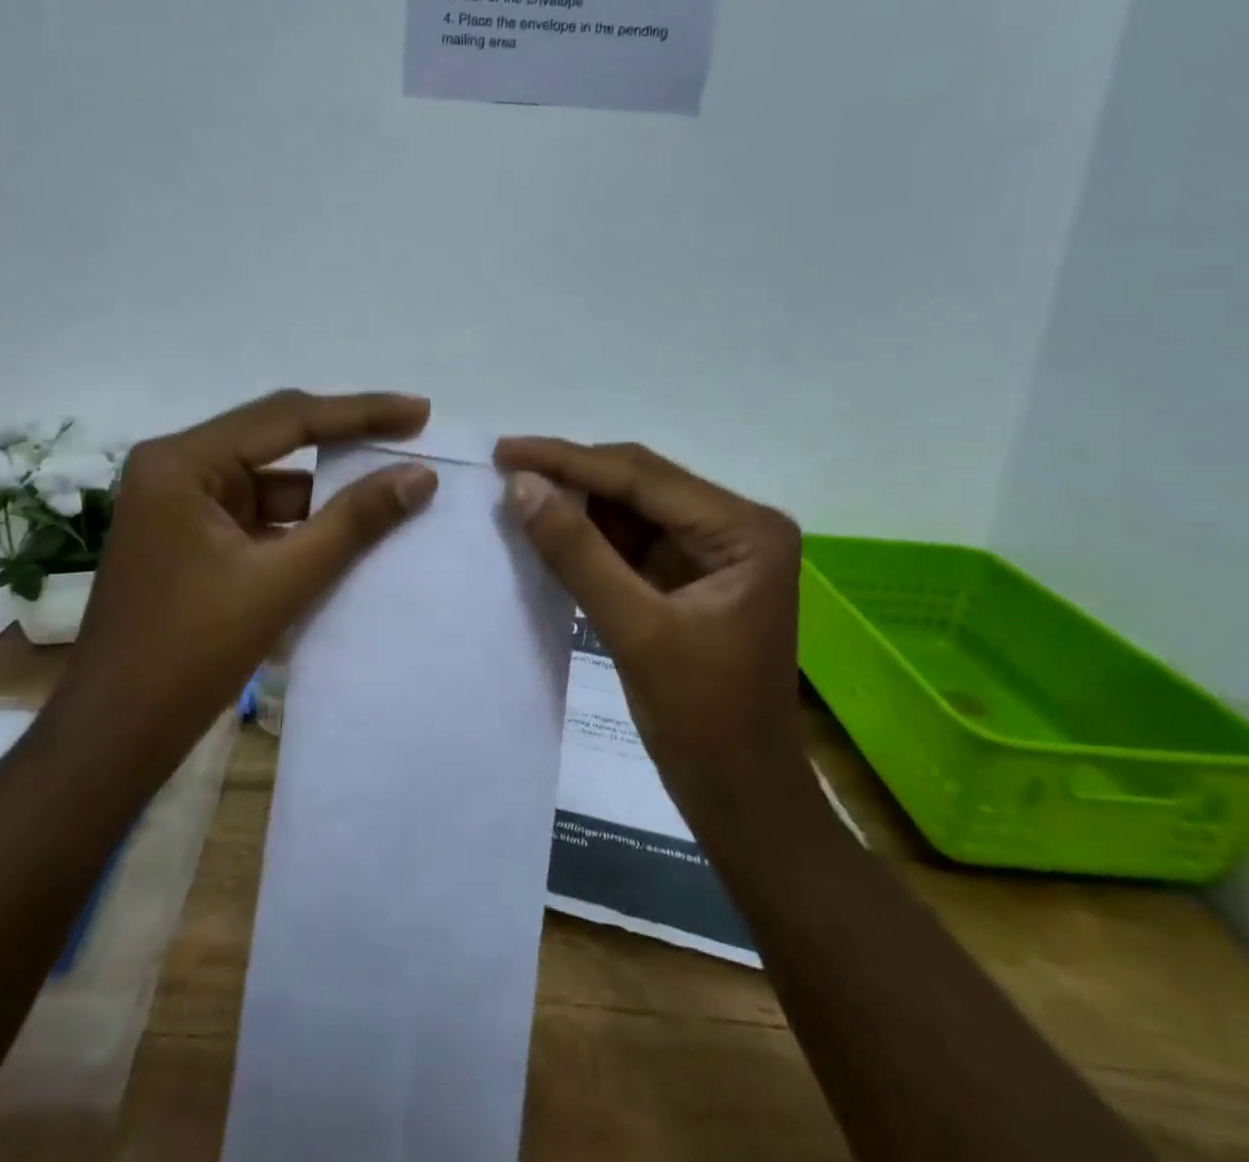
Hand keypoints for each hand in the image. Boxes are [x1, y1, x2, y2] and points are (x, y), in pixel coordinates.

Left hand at [54, 390, 437, 784]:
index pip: (287, 418)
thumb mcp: (281, 582)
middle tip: (411, 433)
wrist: (115, 738)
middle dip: (346, 441)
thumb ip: (353, 522)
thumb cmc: (190, 653)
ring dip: (328, 491)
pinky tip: (352, 533)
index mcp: (183, 462)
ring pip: (273, 482)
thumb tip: (420, 476)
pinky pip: (261, 517)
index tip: (420, 412)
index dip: (360, 413)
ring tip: (394, 488)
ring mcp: (182, 506)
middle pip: (278, 439)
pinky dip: (304, 525)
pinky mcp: (193, 541)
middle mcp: (177, 469)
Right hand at [495, 437, 807, 811]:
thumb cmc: (704, 721)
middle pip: (639, 484)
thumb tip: (521, 486)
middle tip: (504, 468)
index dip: (569, 461)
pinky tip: (548, 531)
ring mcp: (714, 552)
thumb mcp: (636, 630)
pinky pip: (632, 543)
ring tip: (516, 495)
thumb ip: (579, 553)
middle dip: (572, 477)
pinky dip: (590, 539)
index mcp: (745, 530)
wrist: (743, 798)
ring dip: (577, 506)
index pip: (643, 477)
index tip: (506, 450)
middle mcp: (736, 527)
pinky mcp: (691, 578)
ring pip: (632, 510)